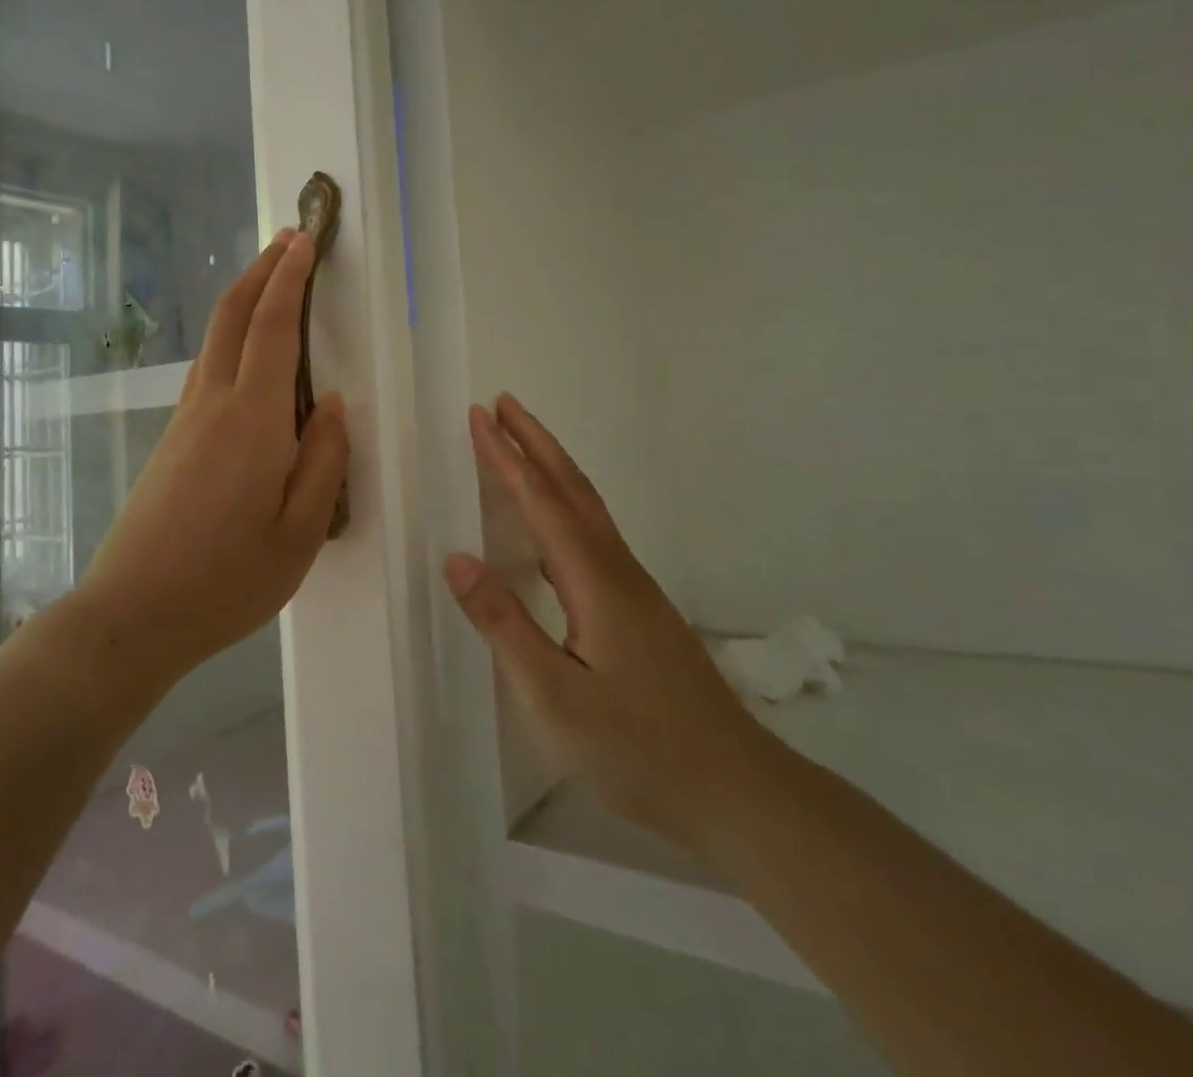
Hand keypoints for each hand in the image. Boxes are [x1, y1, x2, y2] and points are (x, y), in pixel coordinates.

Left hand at [73, 229, 349, 684]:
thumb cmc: (226, 582)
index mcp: (252, 421)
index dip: (290, 279)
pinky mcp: (171, 440)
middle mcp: (213, 404)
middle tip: (288, 239)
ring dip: (243, 300)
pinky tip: (248, 354)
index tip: (305, 240)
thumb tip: (331, 404)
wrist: (131, 616)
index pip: (272, 328)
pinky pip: (207, 369)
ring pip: (215, 339)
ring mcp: (184, 420)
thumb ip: (323, 461)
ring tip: (272, 281)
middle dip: (260, 270)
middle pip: (232, 316)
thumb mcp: (299, 533)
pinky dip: (231, 338)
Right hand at [445, 395, 765, 847]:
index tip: (479, 416)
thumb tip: (457, 559)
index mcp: (593, 580)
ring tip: (522, 445)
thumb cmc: (636, 747)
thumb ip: (504, 625)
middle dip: (535, 442)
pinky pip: (594, 533)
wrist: (735, 789)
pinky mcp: (640, 609)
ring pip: (588, 508)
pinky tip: (555, 524)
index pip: (540, 501)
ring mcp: (634, 589)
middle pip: (572, 488)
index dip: (505, 457)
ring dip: (552, 467)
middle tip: (503, 405)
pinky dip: (567, 503)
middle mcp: (616, 570)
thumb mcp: (553, 696)